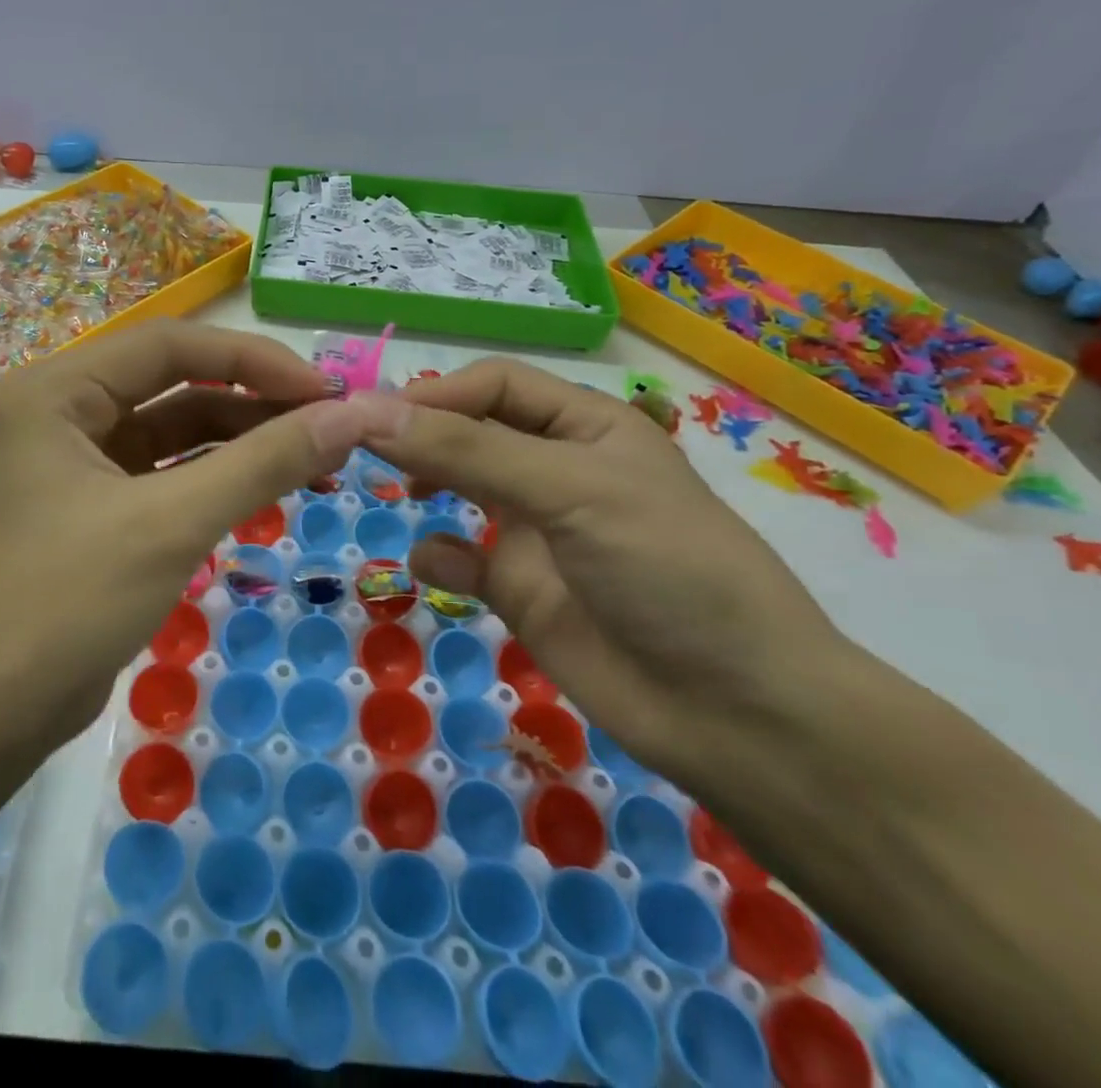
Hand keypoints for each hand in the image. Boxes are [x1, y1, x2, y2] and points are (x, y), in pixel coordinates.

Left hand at [0, 321, 413, 752]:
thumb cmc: (62, 605)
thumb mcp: (171, 524)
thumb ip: (263, 462)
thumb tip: (352, 415)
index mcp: (59, 390)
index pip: (172, 345)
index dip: (256, 360)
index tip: (328, 394)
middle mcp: (65, 412)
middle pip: (176, 384)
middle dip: (256, 404)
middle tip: (333, 430)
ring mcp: (79, 463)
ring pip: (177, 432)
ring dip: (244, 442)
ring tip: (319, 464)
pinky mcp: (97, 509)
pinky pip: (169, 475)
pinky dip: (219, 479)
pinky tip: (271, 491)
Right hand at [366, 358, 846, 785]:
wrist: (736, 713)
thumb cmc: (665, 568)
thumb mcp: (570, 490)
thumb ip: (467, 450)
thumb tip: (368, 413)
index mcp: (585, 426)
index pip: (495, 385)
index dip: (437, 393)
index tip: (377, 417)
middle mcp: (556, 469)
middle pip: (471, 431)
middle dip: (422, 436)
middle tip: (364, 450)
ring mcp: (536, 532)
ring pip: (460, 490)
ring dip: (426, 485)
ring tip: (399, 495)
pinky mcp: (521, 590)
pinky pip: (461, 560)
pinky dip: (439, 558)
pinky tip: (437, 567)